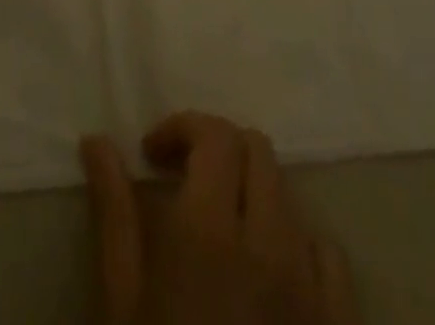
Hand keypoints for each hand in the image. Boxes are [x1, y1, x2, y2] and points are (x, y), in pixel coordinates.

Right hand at [82, 113, 358, 324]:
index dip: (181, 128)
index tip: (151, 155)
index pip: (214, 135)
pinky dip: (296, 243)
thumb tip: (96, 140)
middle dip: (217, 149)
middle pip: (256, 150)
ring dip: (252, 191)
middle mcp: (268, 242)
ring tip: (221, 225)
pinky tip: (269, 270)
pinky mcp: (338, 323)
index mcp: (210, 231)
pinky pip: (327, 254)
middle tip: (183, 178)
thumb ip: (114, 210)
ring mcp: (310, 285)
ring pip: (288, 195)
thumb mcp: (122, 297)